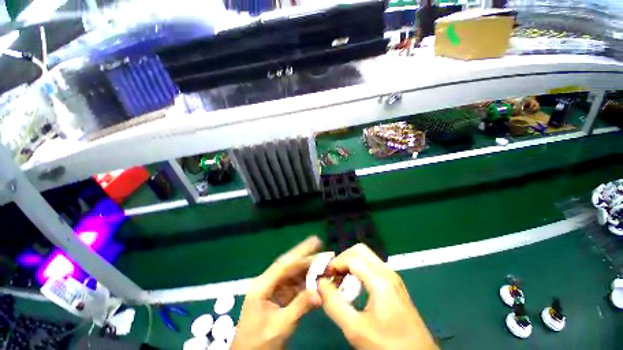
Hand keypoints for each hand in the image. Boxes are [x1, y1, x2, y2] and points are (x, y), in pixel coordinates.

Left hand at [231, 236, 322, 349]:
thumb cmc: (259, 344)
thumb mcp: (280, 326)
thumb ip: (300, 307)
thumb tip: (320, 293)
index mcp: (262, 287)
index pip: (284, 265)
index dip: (301, 253)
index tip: (315, 242)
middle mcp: (266, 283)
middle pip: (288, 266)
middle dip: (305, 256)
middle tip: (320, 246)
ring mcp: (271, 290)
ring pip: (291, 274)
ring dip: (307, 269)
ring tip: (322, 263)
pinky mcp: (276, 297)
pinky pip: (292, 285)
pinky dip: (304, 282)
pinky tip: (315, 279)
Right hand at [318, 244, 438, 349]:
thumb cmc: (387, 345)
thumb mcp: (355, 328)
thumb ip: (334, 304)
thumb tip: (320, 283)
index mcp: (379, 279)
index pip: (351, 258)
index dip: (335, 263)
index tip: (324, 276)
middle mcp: (387, 272)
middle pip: (360, 250)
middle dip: (343, 258)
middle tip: (333, 275)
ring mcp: (392, 277)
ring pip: (366, 257)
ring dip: (351, 263)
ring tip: (340, 280)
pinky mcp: (394, 284)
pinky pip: (372, 266)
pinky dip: (359, 269)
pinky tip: (354, 285)